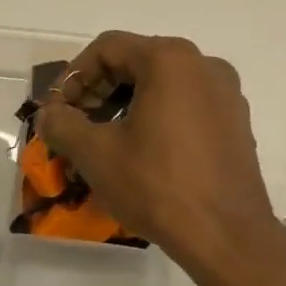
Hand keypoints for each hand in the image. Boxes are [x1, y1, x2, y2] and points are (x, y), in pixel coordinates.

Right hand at [36, 32, 278, 266]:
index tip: (56, 110)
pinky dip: (158, 116)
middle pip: (137, 61)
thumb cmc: (158, 185)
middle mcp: (203, 64)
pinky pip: (187, 103)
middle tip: (76, 124)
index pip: (108, 48)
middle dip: (99, 90)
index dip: (74, 76)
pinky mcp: (236, 121)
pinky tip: (143, 151)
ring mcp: (225, 92)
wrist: (228, 237)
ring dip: (127, 103)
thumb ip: (63, 124)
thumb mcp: (96, 154)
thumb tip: (48, 115)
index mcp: (170, 59)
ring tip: (106, 140)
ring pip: (163, 83)